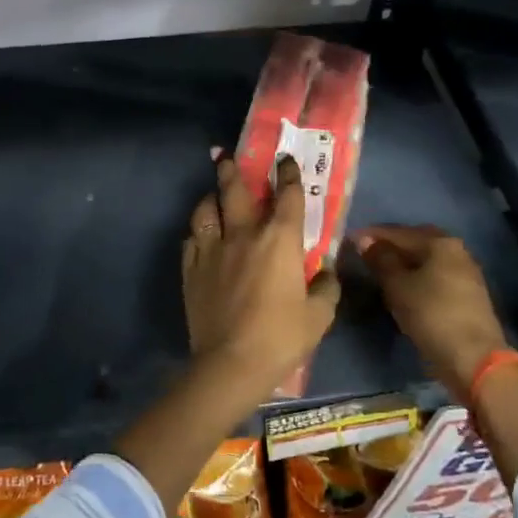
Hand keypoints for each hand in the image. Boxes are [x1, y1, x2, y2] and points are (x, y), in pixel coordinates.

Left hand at [181, 152, 339, 403]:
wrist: (231, 362)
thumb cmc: (281, 337)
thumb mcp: (319, 316)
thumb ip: (326, 288)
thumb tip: (327, 272)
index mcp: (279, 240)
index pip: (287, 196)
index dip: (288, 174)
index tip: (285, 159)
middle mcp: (243, 234)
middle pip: (234, 191)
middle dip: (231, 169)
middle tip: (225, 155)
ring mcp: (212, 250)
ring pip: (205, 211)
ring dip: (210, 198)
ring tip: (211, 195)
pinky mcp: (191, 269)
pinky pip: (191, 239)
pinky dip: (197, 232)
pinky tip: (200, 235)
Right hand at [354, 224, 510, 395]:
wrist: (474, 358)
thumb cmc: (431, 315)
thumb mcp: (398, 286)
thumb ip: (380, 259)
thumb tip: (364, 240)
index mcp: (440, 243)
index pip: (399, 232)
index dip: (372, 235)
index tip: (349, 240)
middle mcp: (457, 250)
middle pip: (416, 242)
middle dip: (390, 246)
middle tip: (365, 253)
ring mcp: (465, 273)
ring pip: (426, 260)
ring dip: (403, 262)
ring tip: (379, 271)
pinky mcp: (467, 294)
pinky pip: (435, 276)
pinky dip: (416, 276)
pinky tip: (402, 286)